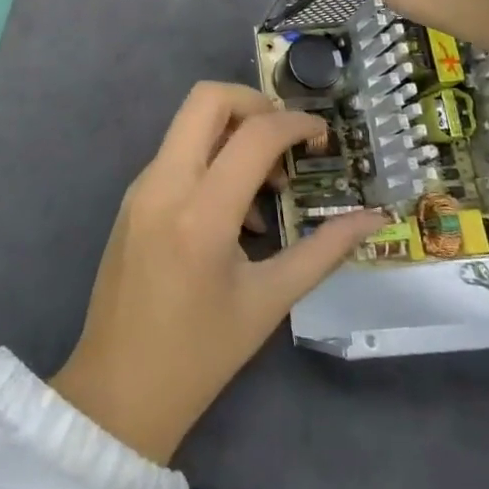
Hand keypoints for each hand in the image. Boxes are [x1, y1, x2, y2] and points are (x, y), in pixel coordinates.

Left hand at [50, 82, 384, 464]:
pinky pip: (176, 153)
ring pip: (189, 122)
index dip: (296, 123)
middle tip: (287, 140)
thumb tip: (371, 219)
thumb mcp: (268, 302)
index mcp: (201, 214)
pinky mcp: (132, 197)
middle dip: (255, 103)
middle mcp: (164, 184)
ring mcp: (141, 187)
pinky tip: (233, 212)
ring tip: (267, 191)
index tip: (323, 136)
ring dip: (233, 133)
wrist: (117, 390)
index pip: (254, 134)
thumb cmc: (200, 355)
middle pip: (207, 98)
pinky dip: (211, 158)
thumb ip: (322, 252)